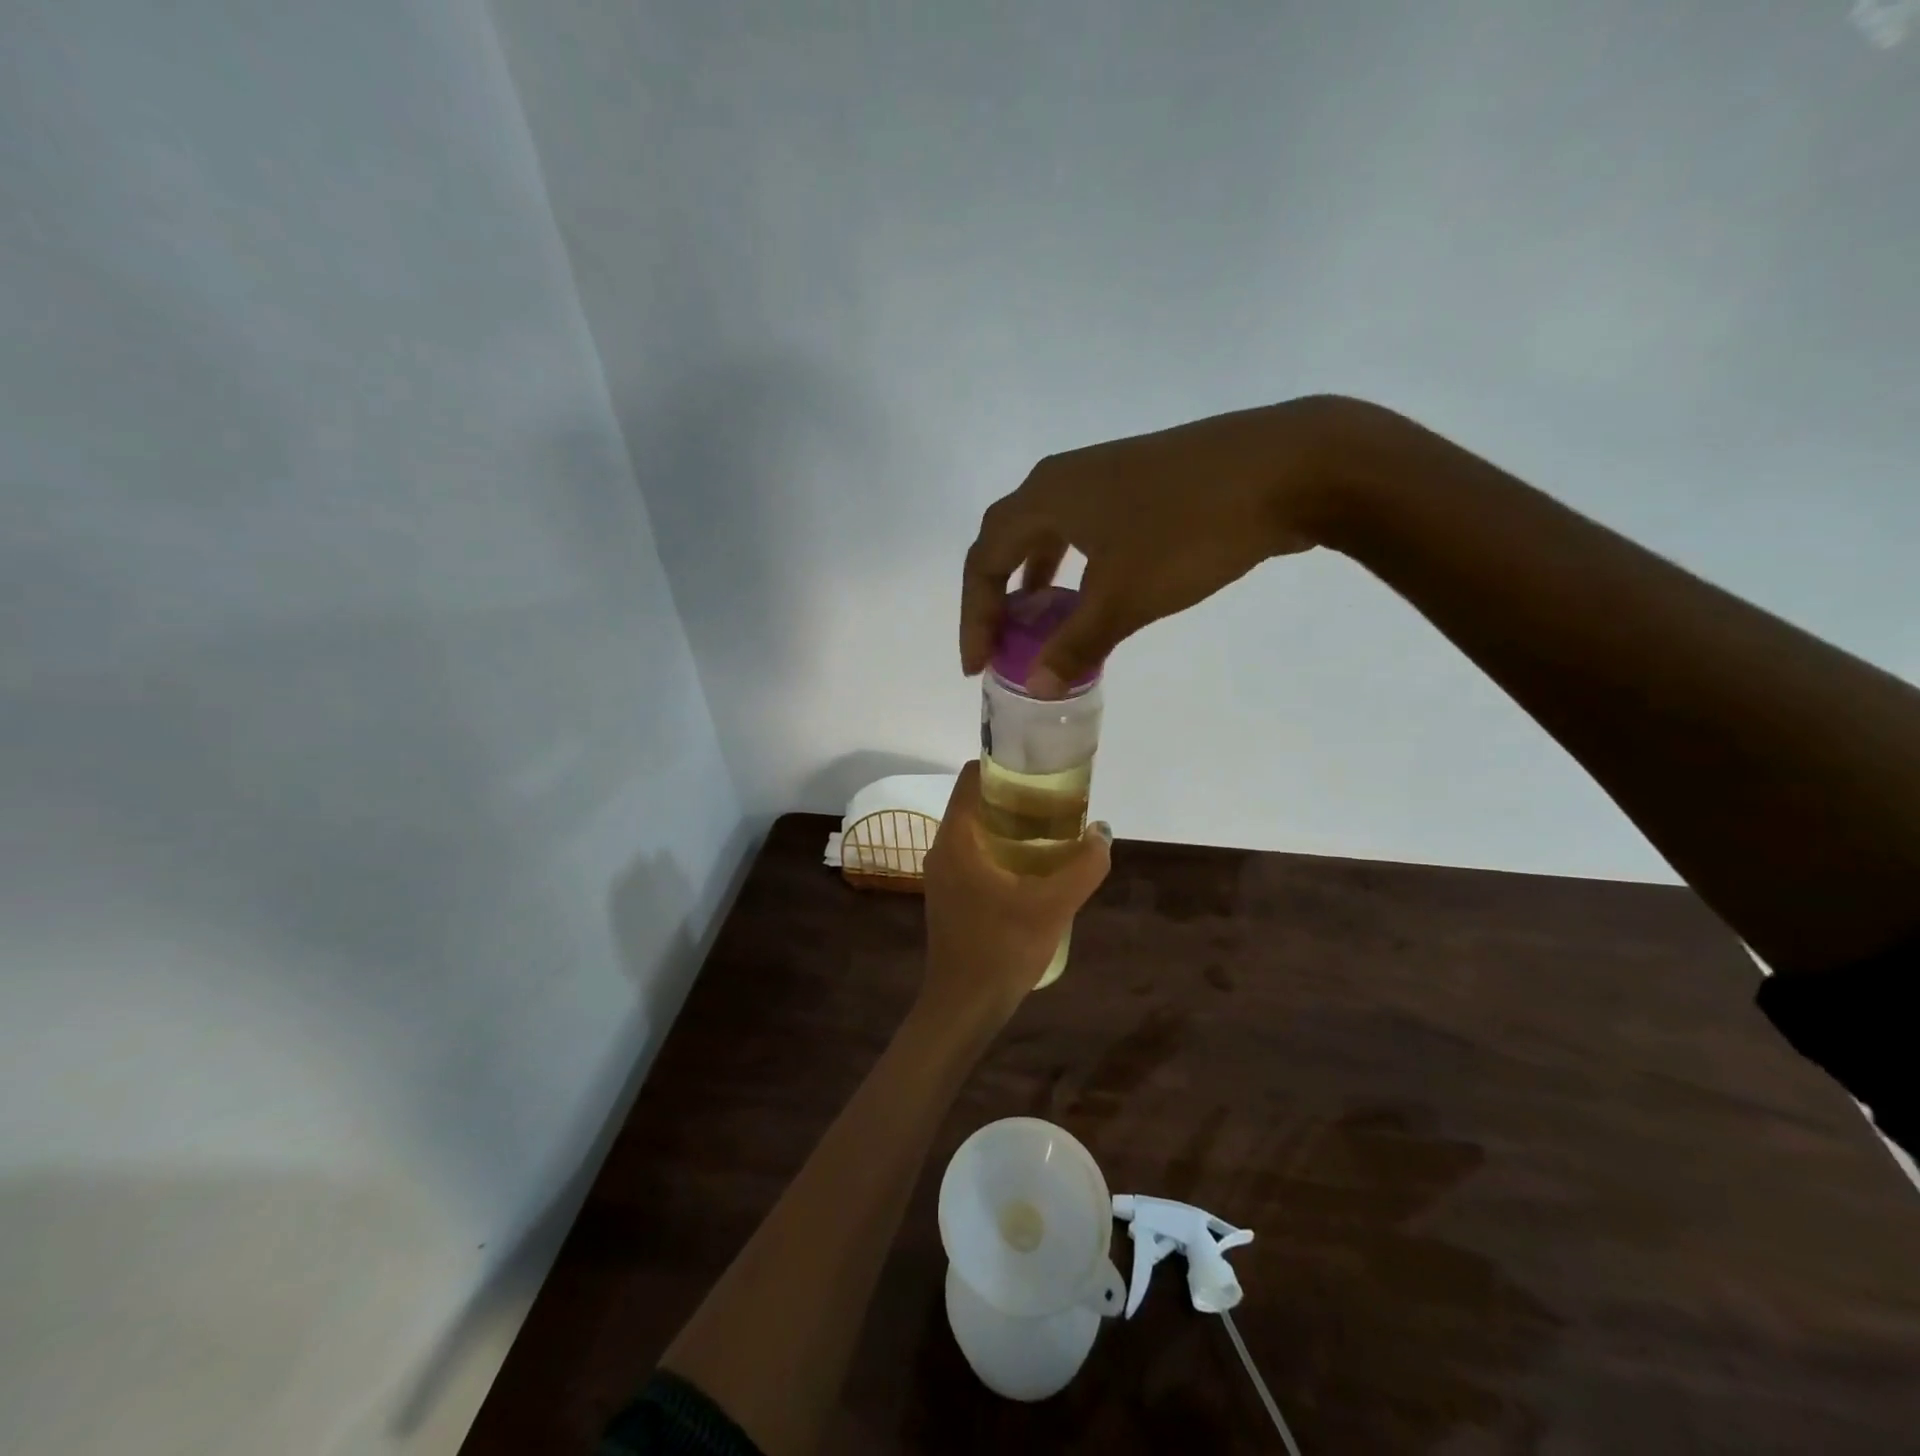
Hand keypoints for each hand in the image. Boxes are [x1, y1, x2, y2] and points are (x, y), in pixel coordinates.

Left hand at [919, 762, 1111, 1030]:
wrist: (964, 1007)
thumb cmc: (1002, 948)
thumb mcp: (1054, 905)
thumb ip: (1084, 865)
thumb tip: (1102, 833)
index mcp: (957, 838)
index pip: (973, 777)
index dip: (1005, 765)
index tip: (1041, 770)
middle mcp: (943, 848)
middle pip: (978, 802)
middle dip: (1017, 797)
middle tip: (1058, 802)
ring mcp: (944, 874)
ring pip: (978, 831)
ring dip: (1013, 827)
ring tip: (1054, 832)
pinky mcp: (951, 896)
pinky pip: (977, 855)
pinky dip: (1004, 850)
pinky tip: (1036, 869)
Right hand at [960, 394, 1392, 694]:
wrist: (1290, 468)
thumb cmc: (1189, 530)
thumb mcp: (1125, 597)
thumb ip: (1076, 645)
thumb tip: (1037, 686)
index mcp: (1046, 497)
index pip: (984, 561)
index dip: (974, 617)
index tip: (977, 667)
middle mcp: (1064, 478)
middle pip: (1007, 540)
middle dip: (996, 597)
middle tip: (998, 645)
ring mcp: (1105, 474)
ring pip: (1047, 532)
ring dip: (1033, 580)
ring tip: (1034, 623)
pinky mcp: (1141, 482)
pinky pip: (1082, 529)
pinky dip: (1071, 567)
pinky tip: (1089, 592)